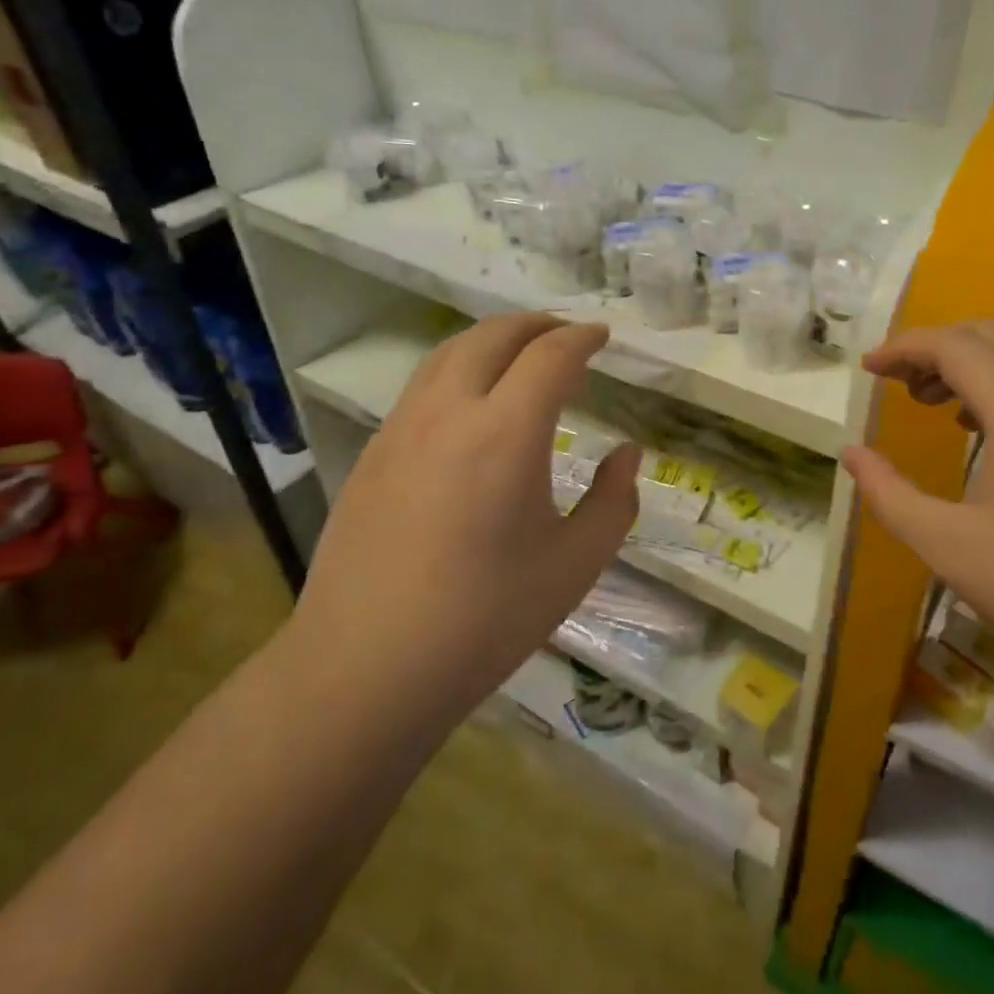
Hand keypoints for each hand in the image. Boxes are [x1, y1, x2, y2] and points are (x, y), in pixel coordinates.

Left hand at [292, 314, 640, 712]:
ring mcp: (401, 428)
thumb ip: (613, 501)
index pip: (550, 356)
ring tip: (520, 355)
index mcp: (506, 433)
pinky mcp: (372, 453)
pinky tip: (471, 405)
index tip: (602, 336)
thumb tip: (628, 455)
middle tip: (567, 334)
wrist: (365, 668)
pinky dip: (458, 369)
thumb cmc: (485, 619)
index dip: (582, 338)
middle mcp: (449, 412)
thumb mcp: (574, 565)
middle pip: (493, 336)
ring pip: (449, 353)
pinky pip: (423, 386)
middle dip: (536, 325)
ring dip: (492, 339)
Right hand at [842, 321, 993, 726]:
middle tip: (898, 384)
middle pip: (992, 335)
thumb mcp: (948, 545)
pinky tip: (990, 435)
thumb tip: (851, 453)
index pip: (954, 345)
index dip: (903, 348)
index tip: (868, 370)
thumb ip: (888, 492)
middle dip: (937, 347)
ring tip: (936, 406)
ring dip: (975, 365)